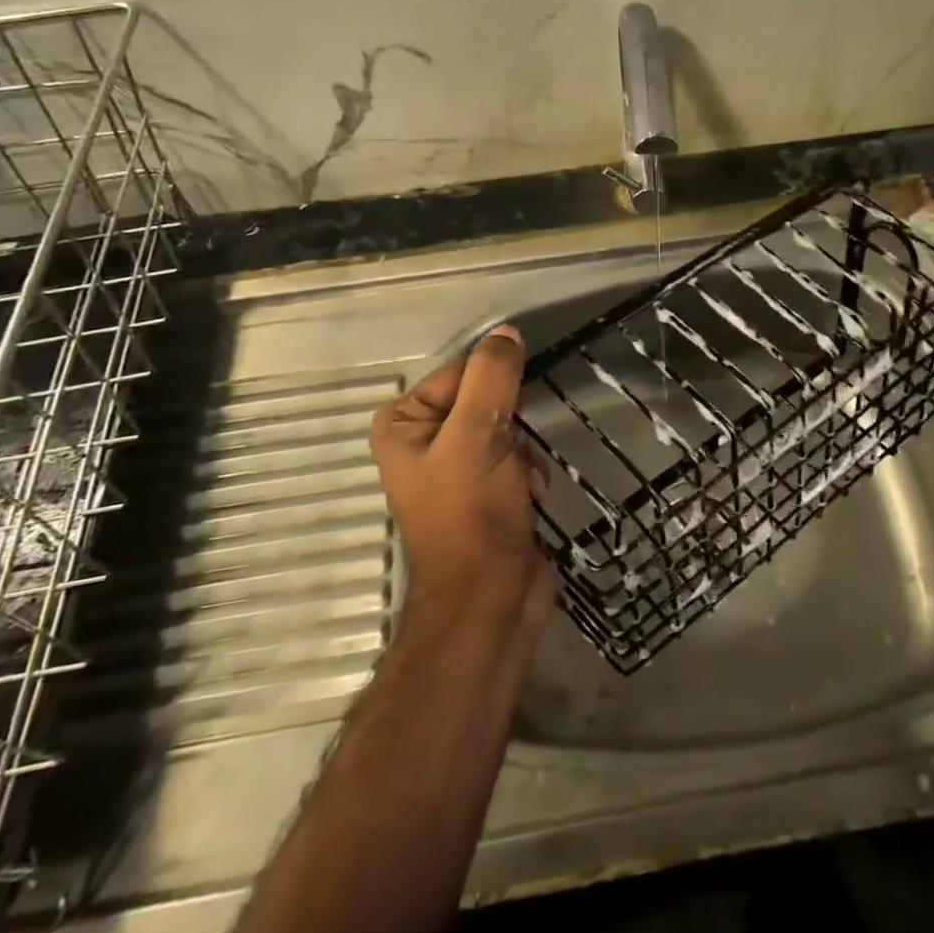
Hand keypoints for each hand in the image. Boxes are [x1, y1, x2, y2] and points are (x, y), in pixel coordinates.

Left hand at [370, 324, 554, 633]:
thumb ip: (491, 378)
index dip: (495, 384)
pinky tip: (530, 494)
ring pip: (508, 425)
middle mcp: (424, 438)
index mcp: (403, 422)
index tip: (513, 411)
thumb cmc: (471, 514)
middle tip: (512, 452)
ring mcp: (455, 465)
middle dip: (511, 421)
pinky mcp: (485, 487)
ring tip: (522, 480)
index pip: (461, 371)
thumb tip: (507, 332)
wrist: (490, 600)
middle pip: (486, 397)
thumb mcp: (476, 436)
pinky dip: (529, 469)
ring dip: (524, 448)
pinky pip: (516, 453)